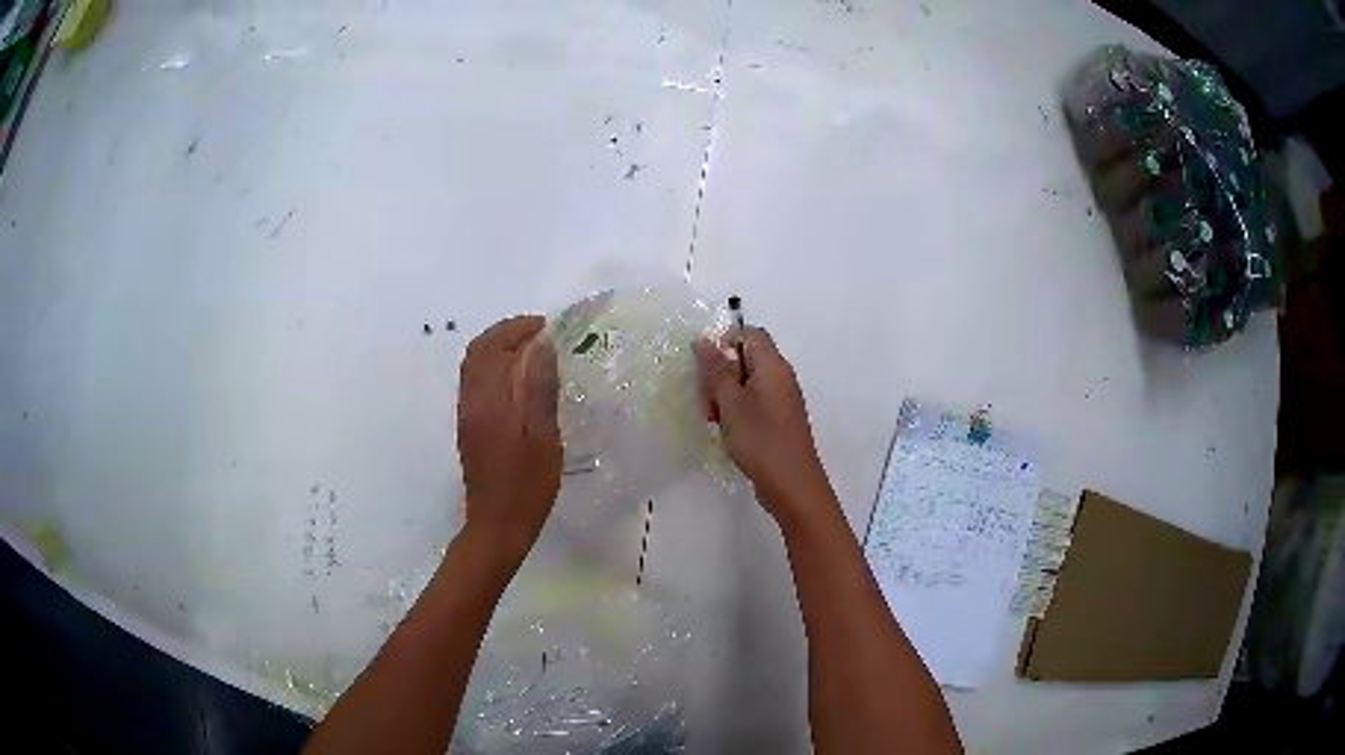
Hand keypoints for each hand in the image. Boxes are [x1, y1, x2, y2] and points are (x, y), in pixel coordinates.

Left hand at [457, 315, 561, 561]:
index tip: (545, 325)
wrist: (498, 524)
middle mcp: (471, 401)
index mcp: (489, 400)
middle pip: (477, 351)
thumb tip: (542, 345)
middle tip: (536, 331)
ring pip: (473, 366)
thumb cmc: (527, 484)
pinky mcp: (469, 427)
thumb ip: (540, 388)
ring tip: (529, 349)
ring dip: (497, 348)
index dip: (517, 329)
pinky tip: (516, 378)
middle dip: (504, 333)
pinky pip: (475, 382)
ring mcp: (467, 414)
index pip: (493, 347)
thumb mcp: (543, 437)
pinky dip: (493, 367)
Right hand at [696, 328, 835, 526]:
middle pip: (745, 359)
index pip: (751, 334)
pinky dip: (736, 412)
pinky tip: (727, 433)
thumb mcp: (732, 403)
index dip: (726, 343)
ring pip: (745, 384)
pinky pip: (753, 403)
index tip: (707, 369)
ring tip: (714, 422)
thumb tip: (705, 340)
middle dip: (720, 376)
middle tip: (708, 405)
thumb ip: (717, 370)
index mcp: (773, 366)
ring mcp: (781, 400)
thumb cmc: (761, 439)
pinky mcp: (778, 421)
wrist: (791, 485)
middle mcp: (780, 378)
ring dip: (724, 397)